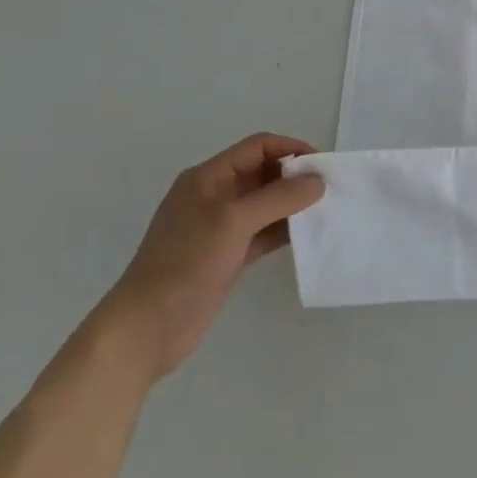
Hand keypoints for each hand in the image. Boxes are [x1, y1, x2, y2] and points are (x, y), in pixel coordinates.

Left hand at [96, 134, 325, 380]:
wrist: (146, 330)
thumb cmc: (185, 263)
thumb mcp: (233, 221)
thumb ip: (279, 197)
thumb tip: (318, 181)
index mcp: (209, 177)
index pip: (258, 147)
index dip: (291, 149)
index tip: (323, 164)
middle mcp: (216, 196)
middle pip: (264, 173)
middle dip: (296, 176)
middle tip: (330, 188)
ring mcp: (221, 228)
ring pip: (267, 204)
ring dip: (294, 204)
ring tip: (326, 210)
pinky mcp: (229, 256)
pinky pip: (265, 232)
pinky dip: (286, 230)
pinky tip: (308, 235)